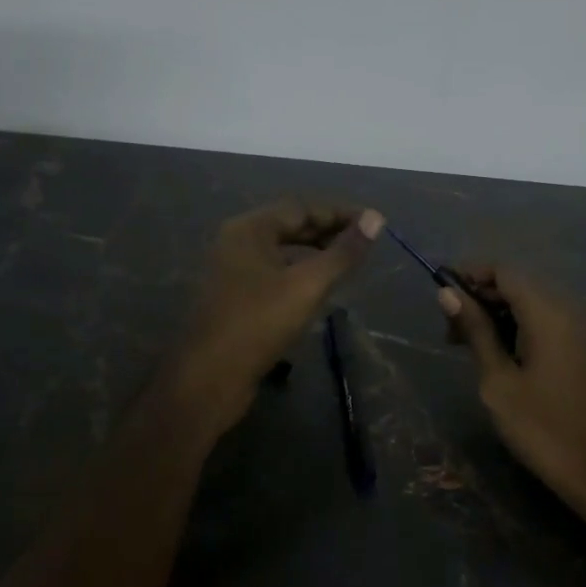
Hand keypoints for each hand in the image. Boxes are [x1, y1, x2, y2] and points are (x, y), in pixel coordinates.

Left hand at [170, 200, 382, 429]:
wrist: (209, 378)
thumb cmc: (258, 323)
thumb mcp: (308, 285)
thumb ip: (343, 252)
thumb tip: (376, 218)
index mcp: (249, 229)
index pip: (301, 207)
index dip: (340, 213)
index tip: (373, 223)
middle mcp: (237, 243)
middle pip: (289, 226)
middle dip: (328, 232)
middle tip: (365, 243)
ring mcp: (232, 271)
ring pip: (281, 252)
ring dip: (315, 253)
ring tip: (347, 264)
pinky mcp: (235, 298)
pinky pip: (273, 273)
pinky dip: (299, 273)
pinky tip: (318, 290)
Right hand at [438, 265, 585, 497]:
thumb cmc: (543, 428)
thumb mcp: (498, 380)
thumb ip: (475, 331)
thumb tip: (448, 293)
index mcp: (548, 312)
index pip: (504, 271)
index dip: (470, 276)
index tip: (442, 297)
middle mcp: (571, 309)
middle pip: (519, 285)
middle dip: (482, 298)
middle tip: (451, 333)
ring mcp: (585, 328)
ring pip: (534, 303)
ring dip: (500, 315)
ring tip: (471, 347)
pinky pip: (551, 321)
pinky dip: (523, 327)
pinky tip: (504, 356)